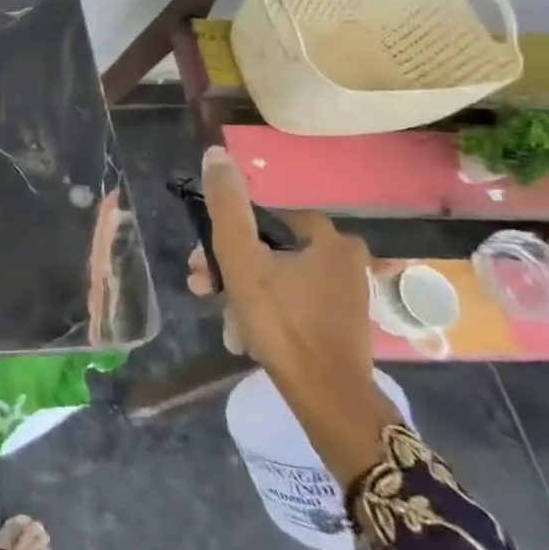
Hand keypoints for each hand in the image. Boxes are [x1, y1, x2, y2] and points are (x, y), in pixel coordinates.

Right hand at [188, 146, 397, 484]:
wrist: (326, 397)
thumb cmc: (281, 321)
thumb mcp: (241, 258)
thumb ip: (226, 205)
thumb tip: (215, 153)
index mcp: (327, 237)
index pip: (263, 218)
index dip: (227, 235)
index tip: (202, 261)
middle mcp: (344, 258)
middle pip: (269, 250)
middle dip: (230, 268)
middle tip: (203, 289)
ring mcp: (346, 293)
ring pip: (277, 278)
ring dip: (243, 293)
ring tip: (224, 320)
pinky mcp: (341, 323)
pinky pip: (293, 302)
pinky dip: (267, 312)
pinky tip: (247, 334)